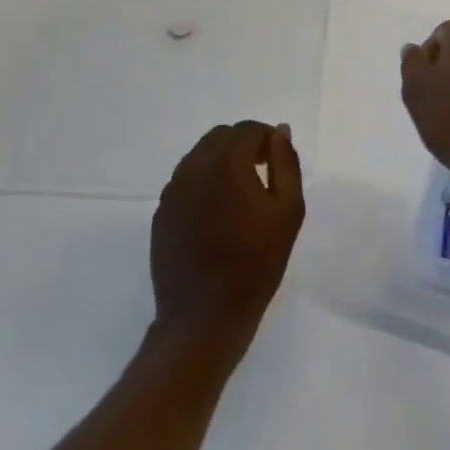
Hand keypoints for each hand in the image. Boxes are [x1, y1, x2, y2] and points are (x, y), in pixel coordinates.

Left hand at [150, 121, 303, 350]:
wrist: (204, 319)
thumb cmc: (255, 265)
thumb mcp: (288, 211)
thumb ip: (286, 163)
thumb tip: (279, 131)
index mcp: (226, 162)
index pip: (248, 130)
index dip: (267, 139)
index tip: (277, 160)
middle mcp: (194, 166)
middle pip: (221, 137)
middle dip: (243, 146)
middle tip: (262, 172)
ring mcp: (173, 190)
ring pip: (200, 157)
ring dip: (221, 162)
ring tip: (239, 195)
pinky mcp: (161, 213)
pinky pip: (185, 182)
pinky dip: (203, 183)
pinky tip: (216, 214)